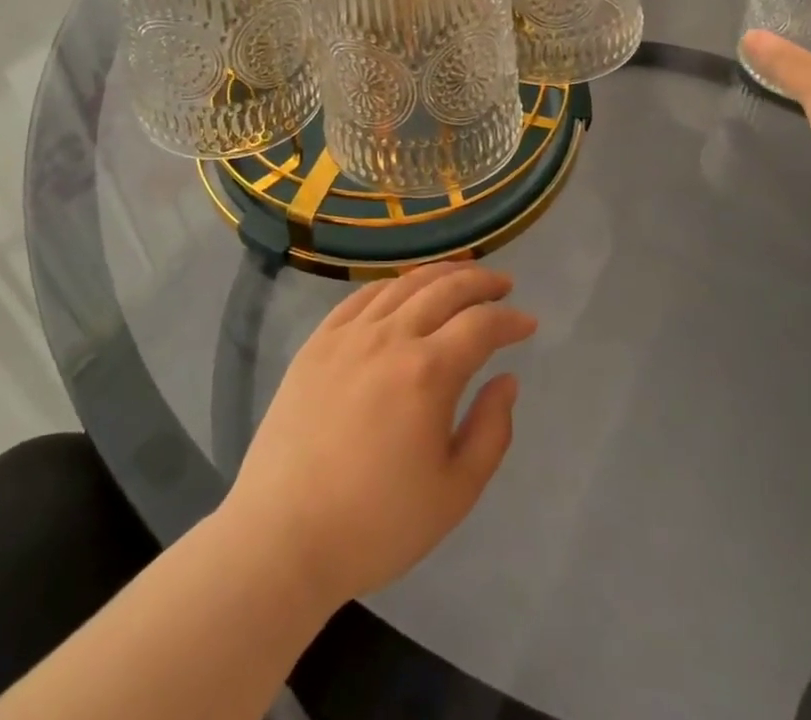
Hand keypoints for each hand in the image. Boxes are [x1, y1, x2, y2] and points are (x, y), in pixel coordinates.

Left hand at [221, 262, 536, 608]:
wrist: (283, 536)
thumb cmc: (376, 524)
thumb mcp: (454, 493)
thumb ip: (491, 431)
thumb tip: (506, 380)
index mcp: (428, 372)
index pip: (480, 324)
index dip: (510, 320)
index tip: (528, 323)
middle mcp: (390, 337)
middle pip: (444, 289)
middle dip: (480, 281)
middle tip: (502, 284)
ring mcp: (348, 335)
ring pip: (403, 284)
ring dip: (439, 274)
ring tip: (460, 276)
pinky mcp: (318, 342)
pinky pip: (361, 297)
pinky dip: (392, 285)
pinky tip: (402, 291)